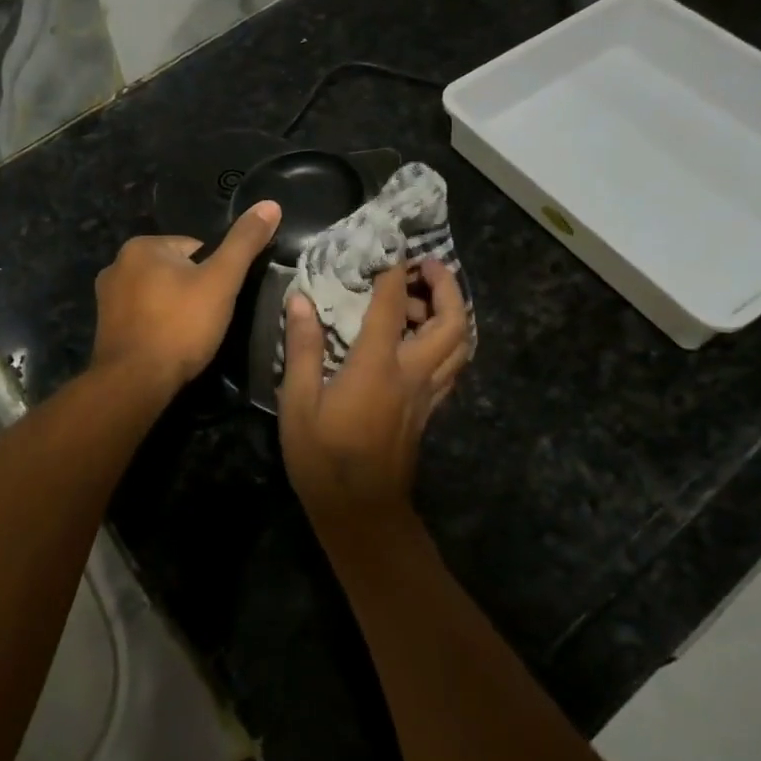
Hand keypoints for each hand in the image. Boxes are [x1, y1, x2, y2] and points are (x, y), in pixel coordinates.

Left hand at [89, 201, 281, 392]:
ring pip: (159, 294)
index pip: (195, 249)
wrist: (135, 382)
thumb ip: (244, 242)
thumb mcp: (221, 281)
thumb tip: (270, 204)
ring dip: (176, 309)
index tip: (220, 301)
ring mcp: (107, 297)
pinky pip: (143, 316)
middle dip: (194, 292)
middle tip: (207, 321)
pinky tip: (169, 345)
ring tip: (190, 336)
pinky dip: (158, 325)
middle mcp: (117, 264)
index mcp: (142, 246)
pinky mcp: (105, 326)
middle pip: (176, 271)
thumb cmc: (180, 326)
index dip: (215, 275)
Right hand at [279, 259, 471, 525]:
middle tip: (427, 266)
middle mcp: (413, 374)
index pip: (394, 306)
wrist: (361, 512)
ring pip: (461, 345)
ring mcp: (427, 394)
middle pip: (453, 323)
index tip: (389, 249)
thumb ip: (303, 348)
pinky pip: (452, 365)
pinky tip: (425, 338)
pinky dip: (449, 341)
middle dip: (447, 286)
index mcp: (378, 366)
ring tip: (427, 296)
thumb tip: (301, 300)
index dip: (394, 273)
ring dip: (454, 312)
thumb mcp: (299, 402)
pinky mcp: (429, 410)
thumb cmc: (322, 457)